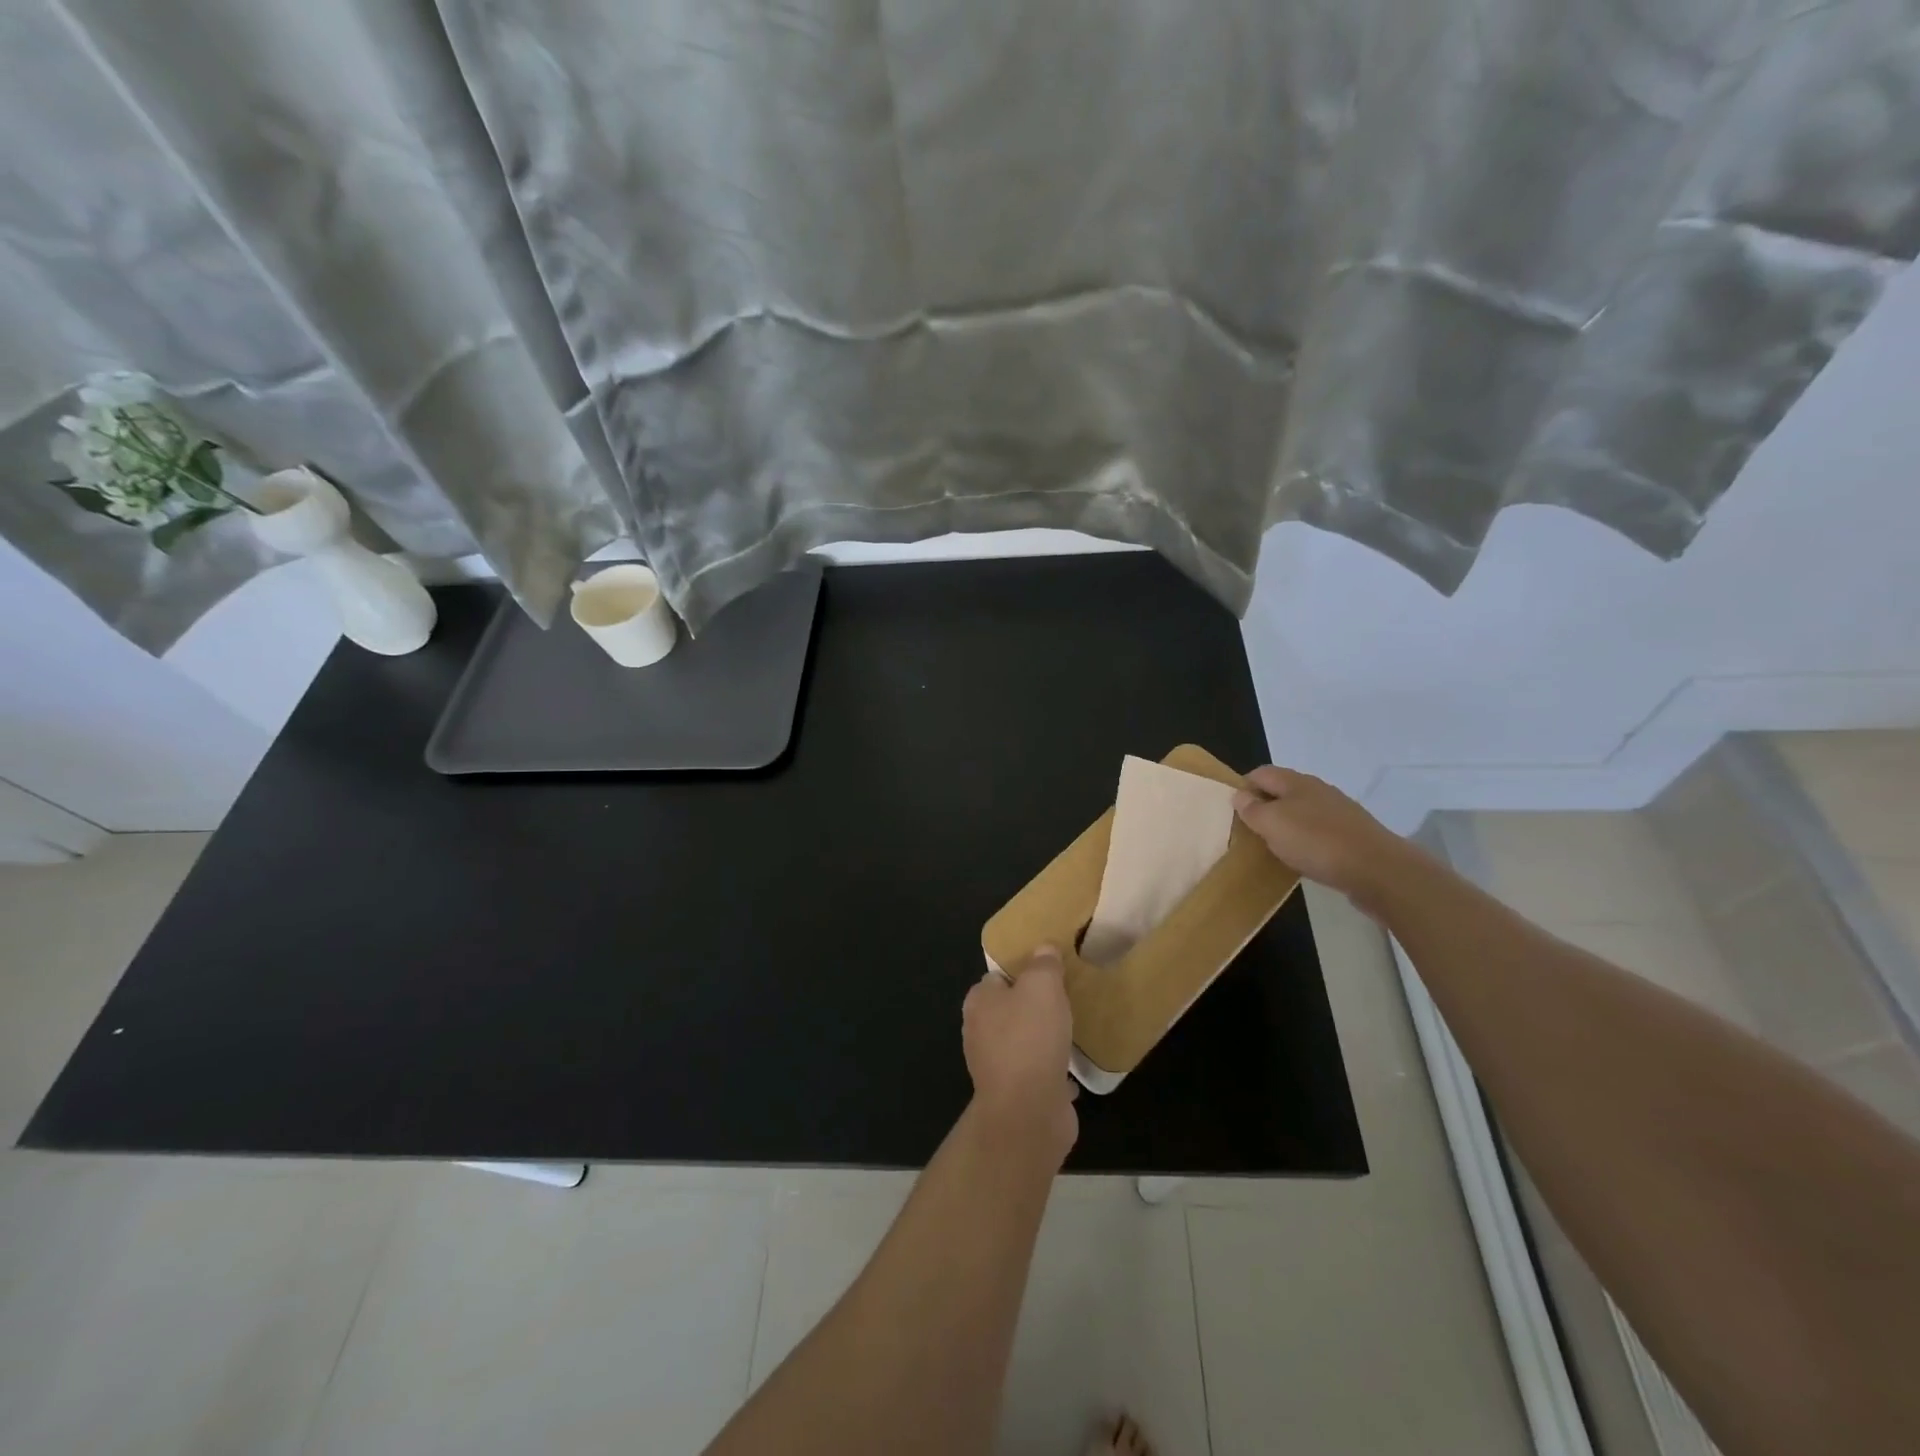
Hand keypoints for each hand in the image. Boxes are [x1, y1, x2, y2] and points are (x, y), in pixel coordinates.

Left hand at [963, 947, 1077, 1156]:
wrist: (1028, 1112)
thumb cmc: (1030, 1039)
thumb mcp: (1042, 986)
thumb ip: (1043, 964)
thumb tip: (1044, 948)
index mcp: (979, 1002)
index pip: (998, 977)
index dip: (1022, 970)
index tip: (1049, 970)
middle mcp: (981, 1032)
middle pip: (1010, 1009)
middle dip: (1034, 1006)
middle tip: (1065, 999)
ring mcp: (997, 1066)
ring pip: (1023, 1042)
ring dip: (1044, 1039)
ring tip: (1071, 1031)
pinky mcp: (1016, 1094)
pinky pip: (1037, 1073)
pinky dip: (1052, 1070)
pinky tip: (1072, 1069)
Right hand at [1234, 765, 1422, 908]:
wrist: (1378, 870)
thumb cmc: (1316, 841)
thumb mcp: (1272, 824)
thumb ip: (1252, 809)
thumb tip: (1239, 794)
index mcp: (1296, 782)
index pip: (1261, 773)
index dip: (1243, 787)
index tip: (1232, 811)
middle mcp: (1318, 790)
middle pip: (1282, 791)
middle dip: (1264, 806)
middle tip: (1250, 830)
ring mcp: (1339, 812)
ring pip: (1302, 811)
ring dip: (1286, 825)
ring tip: (1274, 846)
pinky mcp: (1353, 834)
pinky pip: (1320, 831)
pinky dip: (1306, 840)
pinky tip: (1304, 858)